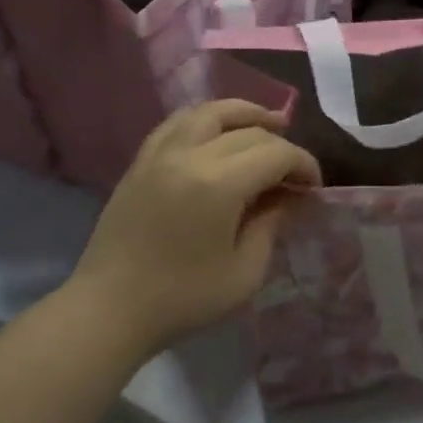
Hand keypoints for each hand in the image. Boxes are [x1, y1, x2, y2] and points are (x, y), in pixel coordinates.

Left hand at [67, 101, 319, 352]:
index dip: (303, 164)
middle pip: (248, 131)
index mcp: (219, 184)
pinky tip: (219, 132)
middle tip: (293, 173)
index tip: (314, 187)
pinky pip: (178, 123)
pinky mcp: (141, 162)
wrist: (109, 310)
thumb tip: (284, 197)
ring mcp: (160, 154)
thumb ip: (270, 225)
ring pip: (210, 112)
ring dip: (245, 114)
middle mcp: (190, 155)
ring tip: (267, 123)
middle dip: (280, 145)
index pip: (276, 153)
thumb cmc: (183, 298)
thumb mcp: (245, 272)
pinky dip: (206, 119)